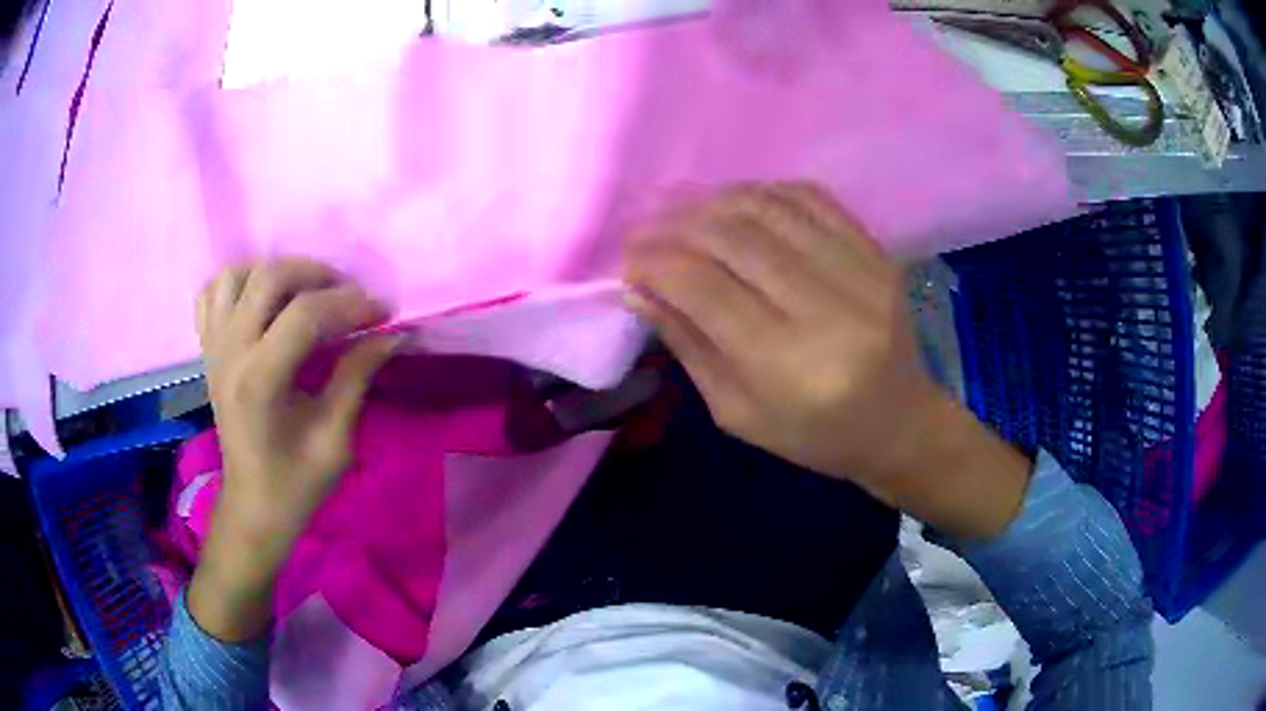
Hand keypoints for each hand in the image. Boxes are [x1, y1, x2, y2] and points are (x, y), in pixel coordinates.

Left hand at [188, 258, 398, 640]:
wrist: (252, 506)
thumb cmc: (296, 482)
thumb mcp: (335, 439)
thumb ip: (356, 377)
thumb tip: (390, 335)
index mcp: (261, 380)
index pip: (306, 314)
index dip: (350, 305)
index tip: (383, 314)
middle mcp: (230, 352)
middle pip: (269, 278)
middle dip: (317, 274)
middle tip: (348, 293)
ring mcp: (214, 347)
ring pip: (237, 275)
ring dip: (275, 271)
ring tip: (304, 291)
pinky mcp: (207, 349)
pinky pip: (213, 293)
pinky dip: (238, 282)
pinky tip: (261, 298)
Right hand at [624, 184, 1030, 538]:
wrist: (899, 422)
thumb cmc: (814, 435)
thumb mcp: (736, 412)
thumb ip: (687, 344)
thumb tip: (638, 287)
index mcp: (789, 366)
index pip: (704, 288)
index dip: (655, 261)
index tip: (627, 257)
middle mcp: (828, 310)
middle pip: (734, 238)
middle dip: (676, 224)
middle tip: (644, 227)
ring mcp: (861, 272)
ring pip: (769, 207)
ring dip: (714, 200)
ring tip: (683, 211)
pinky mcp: (878, 252)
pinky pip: (811, 197)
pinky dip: (763, 192)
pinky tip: (737, 203)